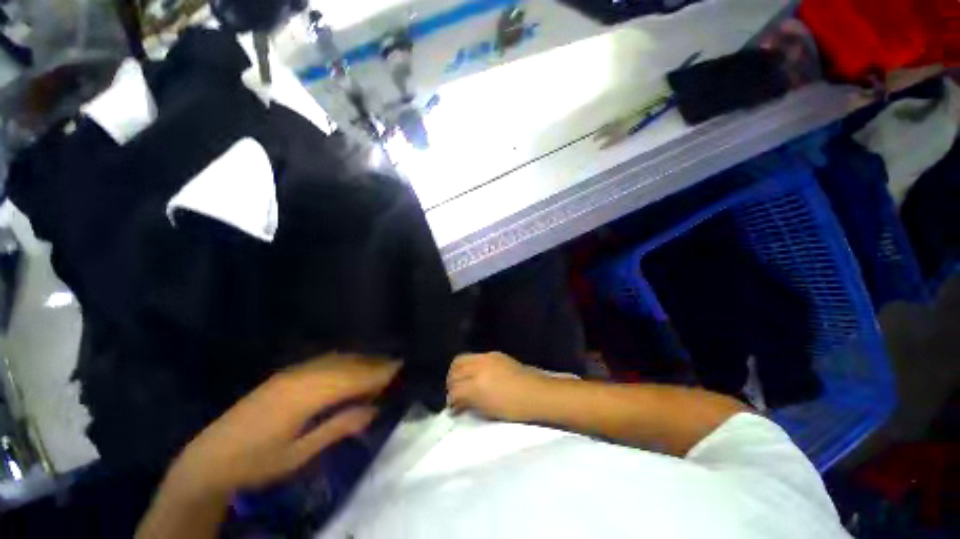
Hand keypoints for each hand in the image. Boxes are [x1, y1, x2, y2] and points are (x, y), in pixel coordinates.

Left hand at [166, 354, 400, 496]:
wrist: (208, 459)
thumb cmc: (257, 463)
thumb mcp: (299, 454)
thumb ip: (338, 427)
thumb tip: (372, 410)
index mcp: (305, 396)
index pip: (352, 378)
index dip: (378, 373)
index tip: (401, 367)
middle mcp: (300, 377)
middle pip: (346, 365)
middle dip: (374, 364)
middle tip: (397, 366)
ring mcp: (290, 373)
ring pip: (335, 360)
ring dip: (359, 361)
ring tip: (379, 365)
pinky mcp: (284, 376)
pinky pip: (322, 362)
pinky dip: (342, 362)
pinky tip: (350, 367)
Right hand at [446, 352, 547, 421]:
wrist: (537, 394)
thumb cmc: (514, 409)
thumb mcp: (487, 411)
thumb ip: (469, 403)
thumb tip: (458, 403)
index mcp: (477, 386)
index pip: (454, 389)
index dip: (451, 399)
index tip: (453, 407)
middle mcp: (479, 367)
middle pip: (455, 368)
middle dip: (451, 381)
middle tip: (455, 393)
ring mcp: (487, 357)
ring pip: (462, 359)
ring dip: (458, 371)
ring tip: (463, 382)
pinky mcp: (495, 354)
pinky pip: (476, 357)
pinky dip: (471, 365)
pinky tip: (477, 374)